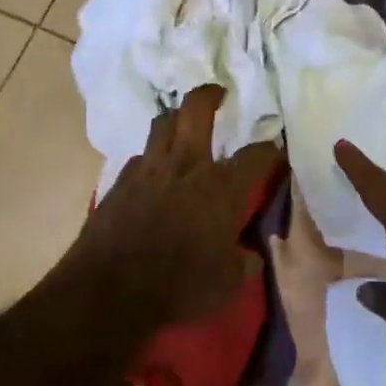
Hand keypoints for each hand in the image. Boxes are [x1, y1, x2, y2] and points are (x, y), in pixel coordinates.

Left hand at [70, 85, 281, 331]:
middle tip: (218, 94)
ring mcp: (148, 170)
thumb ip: (243, 263)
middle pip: (196, 110)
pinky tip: (153, 172)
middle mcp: (186, 166)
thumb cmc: (179, 286)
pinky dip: (151, 158)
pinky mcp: (119, 183)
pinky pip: (139, 158)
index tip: (276, 149)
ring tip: (182, 124)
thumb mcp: (227, 283)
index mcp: (221, 187)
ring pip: (162, 124)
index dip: (270, 149)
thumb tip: (251, 256)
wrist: (108, 291)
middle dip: (210, 95)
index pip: (256, 155)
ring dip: (175, 119)